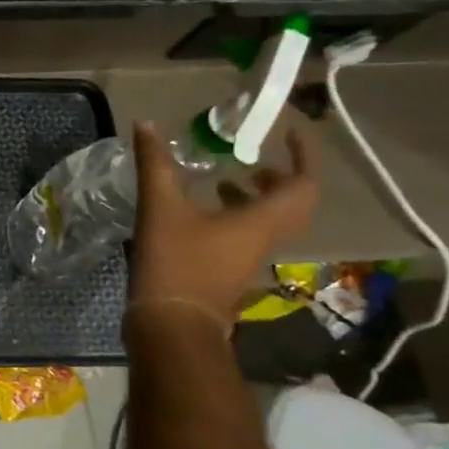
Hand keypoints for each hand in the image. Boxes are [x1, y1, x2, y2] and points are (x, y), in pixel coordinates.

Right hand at [130, 119, 317, 321]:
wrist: (172, 323)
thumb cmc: (176, 262)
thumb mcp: (161, 207)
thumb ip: (156, 165)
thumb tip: (146, 124)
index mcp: (261, 221)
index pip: (302, 183)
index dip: (302, 156)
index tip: (288, 134)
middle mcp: (265, 238)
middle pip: (293, 205)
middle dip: (281, 178)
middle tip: (258, 160)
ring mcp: (248, 258)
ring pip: (270, 222)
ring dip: (258, 198)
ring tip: (229, 180)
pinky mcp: (229, 271)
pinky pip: (247, 235)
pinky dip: (236, 216)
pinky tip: (202, 211)